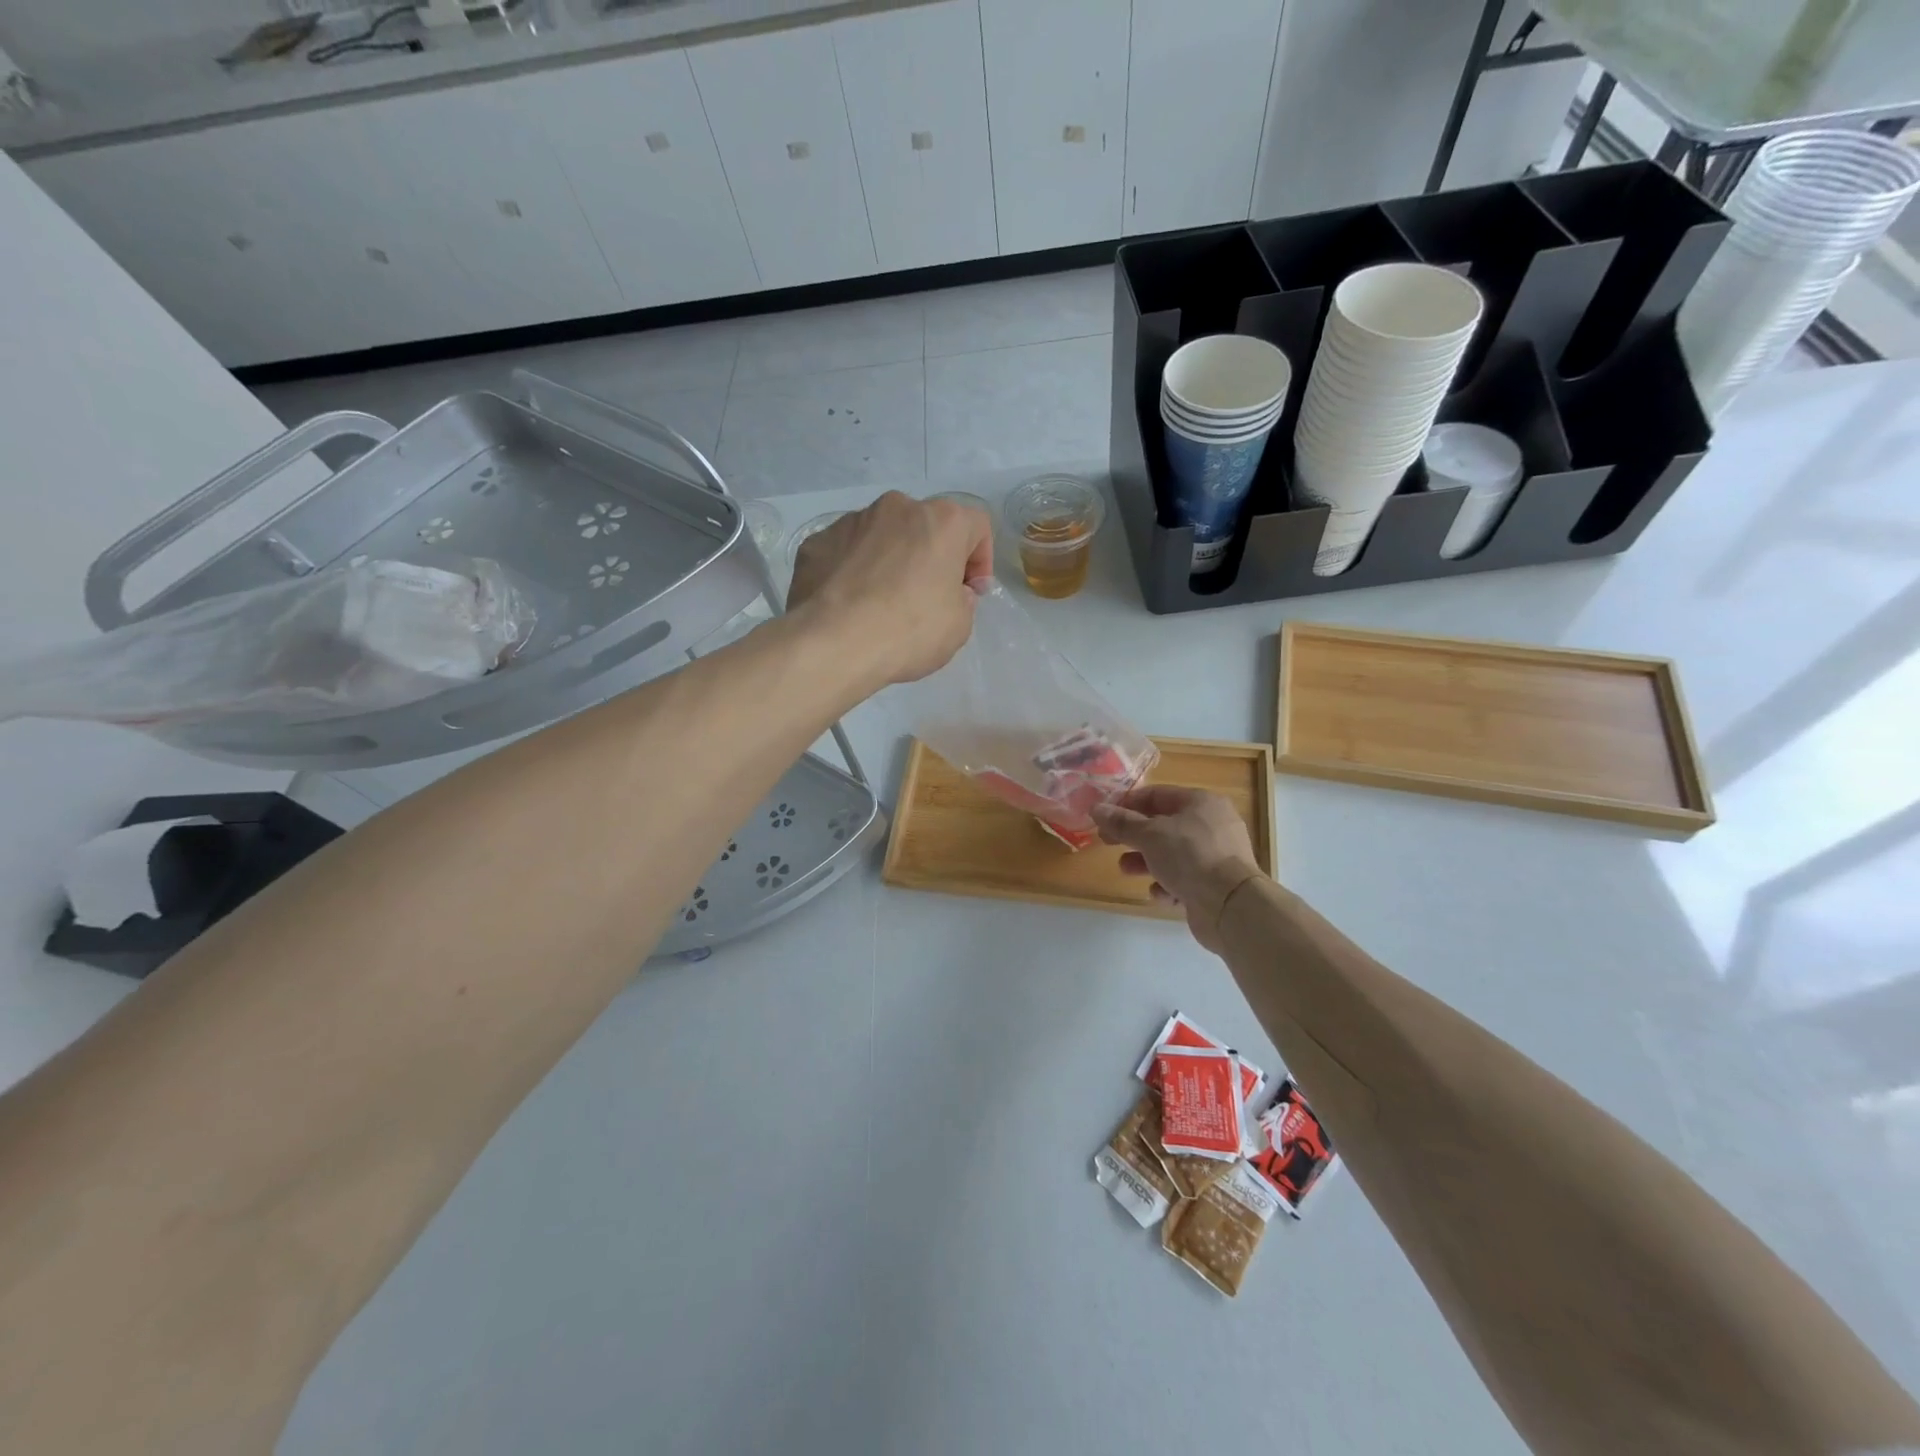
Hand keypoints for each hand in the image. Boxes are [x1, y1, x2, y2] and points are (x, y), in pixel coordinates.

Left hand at [787, 492, 992, 687]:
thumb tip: (948, 591)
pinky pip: (846, 552)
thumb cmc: (908, 630)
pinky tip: (849, 605)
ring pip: (882, 536)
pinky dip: (853, 571)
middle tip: (927, 597)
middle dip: (931, 556)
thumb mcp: (959, 625)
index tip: (970, 593)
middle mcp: (897, 508)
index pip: (976, 525)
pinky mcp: (816, 541)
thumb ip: (961, 599)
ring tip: (881, 603)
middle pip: (925, 526)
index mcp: (941, 521)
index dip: (980, 560)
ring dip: (890, 560)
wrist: (832, 643)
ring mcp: (851, 521)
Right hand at [1090, 786, 1263, 953]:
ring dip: (1146, 861)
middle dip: (1134, 835)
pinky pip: (1185, 878)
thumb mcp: (1149, 835)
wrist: (1230, 905)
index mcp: (1201, 802)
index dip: (1126, 803)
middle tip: (1107, 842)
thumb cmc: (1189, 856)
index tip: (1103, 815)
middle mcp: (1212, 825)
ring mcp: (1216, 855)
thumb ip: (1121, 822)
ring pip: (1172, 853)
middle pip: (1163, 825)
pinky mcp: (1215, 884)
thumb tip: (1096, 808)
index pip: (1157, 795)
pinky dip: (1168, 884)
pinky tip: (1159, 893)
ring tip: (1125, 869)